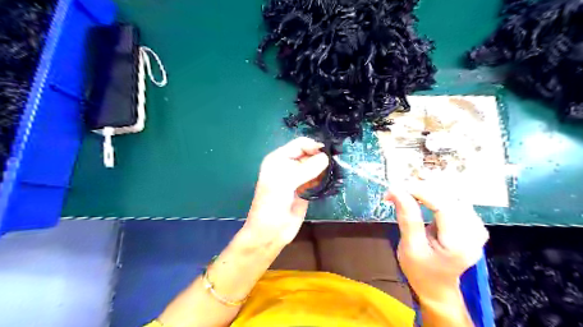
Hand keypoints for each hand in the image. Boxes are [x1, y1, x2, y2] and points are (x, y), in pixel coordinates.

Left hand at [244, 137, 329, 244]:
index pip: (299, 145)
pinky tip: (331, 179)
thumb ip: (306, 169)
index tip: (329, 151)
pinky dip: (324, 178)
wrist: (270, 233)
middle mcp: (288, 166)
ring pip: (314, 166)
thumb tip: (326, 157)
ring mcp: (298, 178)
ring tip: (336, 169)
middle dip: (321, 156)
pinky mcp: (305, 189)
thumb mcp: (285, 183)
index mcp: (279, 159)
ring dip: (324, 167)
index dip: (313, 146)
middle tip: (337, 161)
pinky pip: (317, 178)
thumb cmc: (271, 205)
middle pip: (308, 154)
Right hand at [386, 181, 487, 300]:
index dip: (419, 191)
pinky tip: (421, 197)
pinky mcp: (472, 223)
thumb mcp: (409, 248)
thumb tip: (396, 190)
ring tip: (407, 193)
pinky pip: (453, 200)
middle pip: (449, 197)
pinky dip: (435, 195)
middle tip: (397, 190)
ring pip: (451, 195)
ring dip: (427, 190)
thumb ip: (407, 218)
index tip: (396, 188)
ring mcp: (477, 227)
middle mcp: (475, 232)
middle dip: (421, 189)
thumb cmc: (420, 271)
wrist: (437, 287)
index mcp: (459, 244)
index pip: (443, 206)